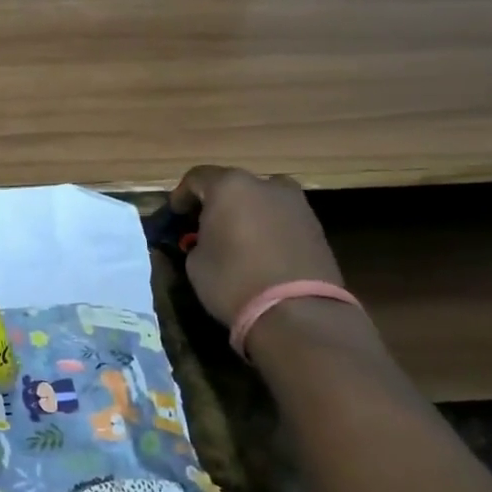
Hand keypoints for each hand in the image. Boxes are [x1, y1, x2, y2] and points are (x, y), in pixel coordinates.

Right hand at [168, 166, 344, 328]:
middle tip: (204, 226)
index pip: (197, 178)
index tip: (175, 215)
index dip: (181, 195)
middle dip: (216, 203)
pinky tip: (260, 251)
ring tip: (236, 239)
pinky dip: (267, 227)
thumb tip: (205, 241)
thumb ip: (198, 241)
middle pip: (233, 186)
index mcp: (230, 186)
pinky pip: (281, 218)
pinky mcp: (316, 226)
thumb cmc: (234, 281)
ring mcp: (296, 204)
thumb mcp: (196, 262)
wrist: (299, 313)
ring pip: (261, 200)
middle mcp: (266, 185)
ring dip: (245, 213)